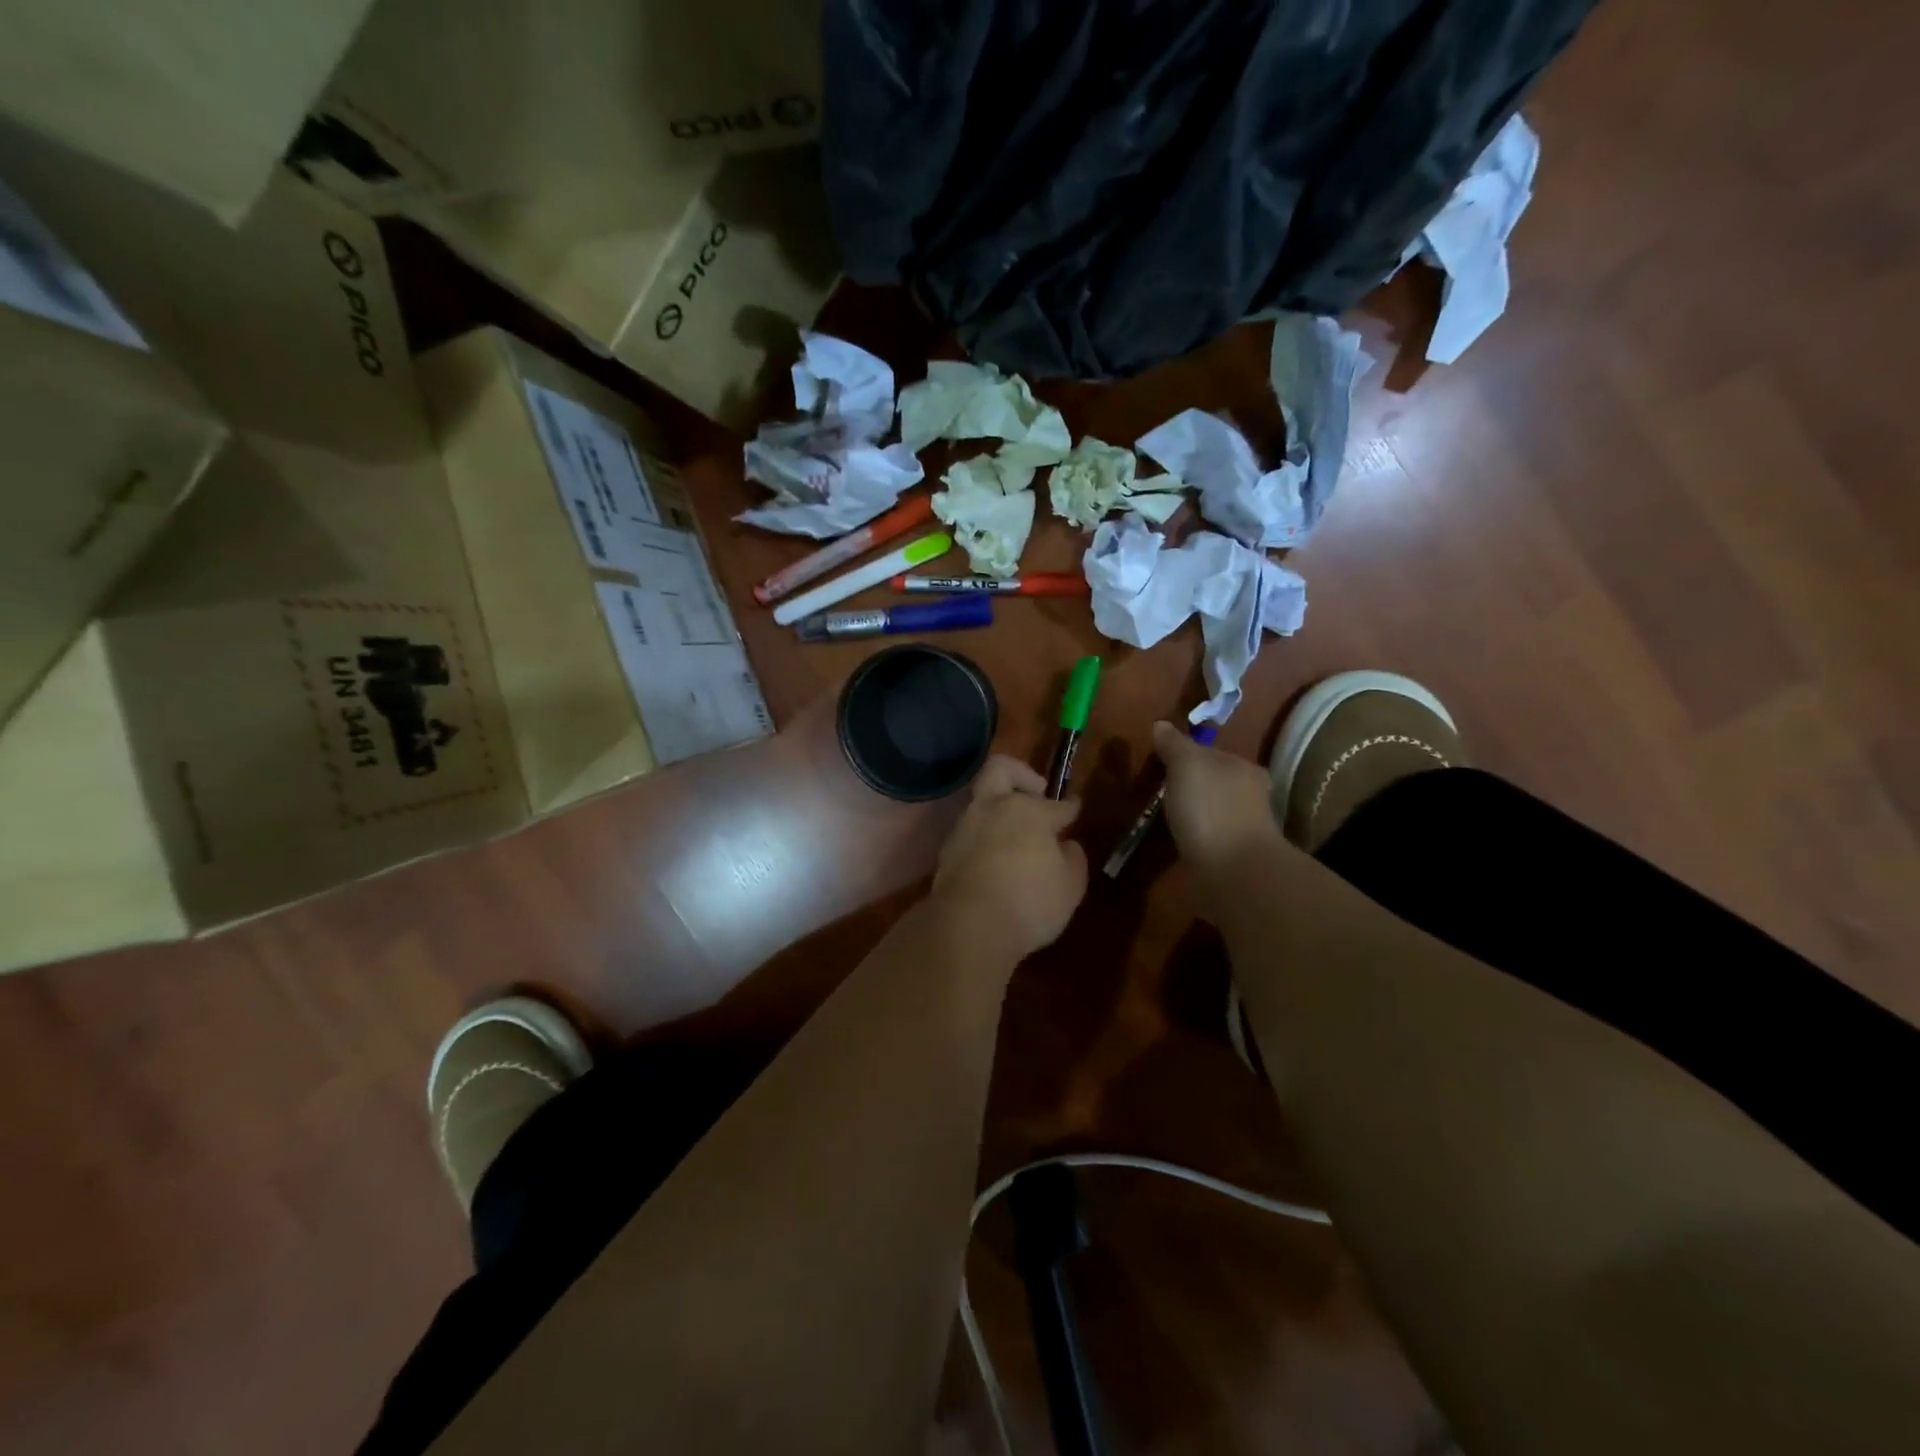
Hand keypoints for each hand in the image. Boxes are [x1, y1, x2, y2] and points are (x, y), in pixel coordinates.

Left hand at [931, 756, 1087, 961]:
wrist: (968, 927)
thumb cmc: (1029, 902)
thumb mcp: (1070, 886)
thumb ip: (1073, 859)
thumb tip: (1066, 845)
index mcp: (1029, 810)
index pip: (1056, 804)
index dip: (1069, 807)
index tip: (1074, 808)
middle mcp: (994, 808)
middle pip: (1001, 769)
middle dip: (1020, 774)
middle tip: (1036, 793)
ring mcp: (965, 827)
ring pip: (982, 803)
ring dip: (1000, 811)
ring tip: (1018, 837)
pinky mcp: (947, 851)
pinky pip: (971, 833)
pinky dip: (986, 838)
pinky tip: (997, 860)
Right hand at [1152, 722, 1285, 879]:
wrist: (1234, 872)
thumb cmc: (1210, 808)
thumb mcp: (1186, 765)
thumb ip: (1174, 745)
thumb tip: (1161, 724)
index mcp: (1242, 768)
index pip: (1211, 753)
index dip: (1185, 755)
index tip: (1161, 764)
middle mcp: (1250, 795)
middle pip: (1214, 782)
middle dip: (1192, 786)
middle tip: (1161, 791)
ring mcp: (1244, 829)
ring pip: (1213, 811)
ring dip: (1195, 813)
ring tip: (1166, 818)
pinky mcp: (1235, 858)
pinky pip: (1210, 839)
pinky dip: (1197, 838)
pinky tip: (1180, 842)